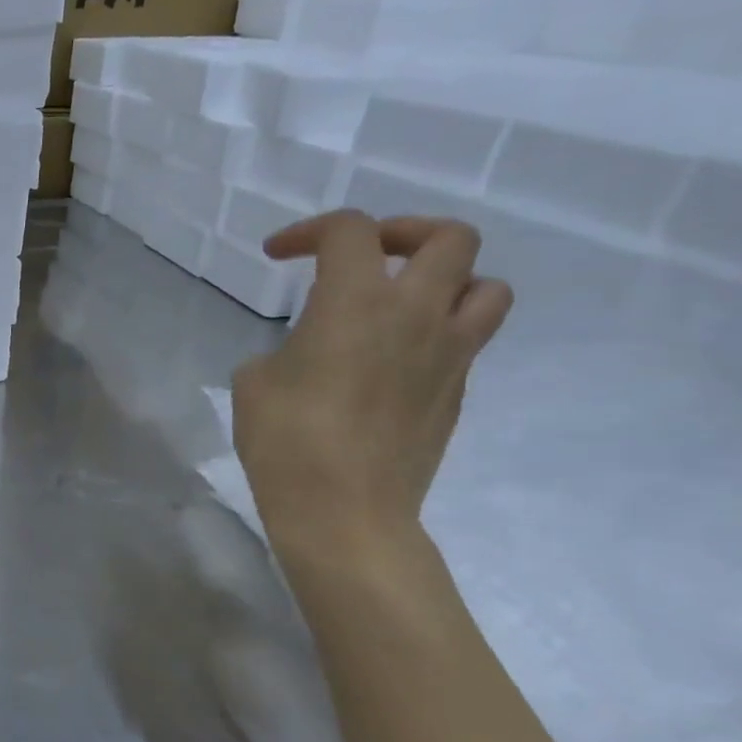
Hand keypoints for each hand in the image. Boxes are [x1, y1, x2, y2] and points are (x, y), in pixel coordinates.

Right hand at [233, 211, 512, 543]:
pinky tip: (393, 362)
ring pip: (486, 286)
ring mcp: (448, 354)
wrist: (344, 511)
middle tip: (366, 257)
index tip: (277, 254)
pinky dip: (437, 333)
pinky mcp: (456, 392)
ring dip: (448, 280)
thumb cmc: (285, 441)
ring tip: (405, 302)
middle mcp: (415, 314)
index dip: (309, 230)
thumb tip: (305, 354)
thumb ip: (284, 349)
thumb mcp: (254, 382)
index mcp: (356, 302)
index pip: (349, 231)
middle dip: (404, 233)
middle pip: (449, 238)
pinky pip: (466, 340)